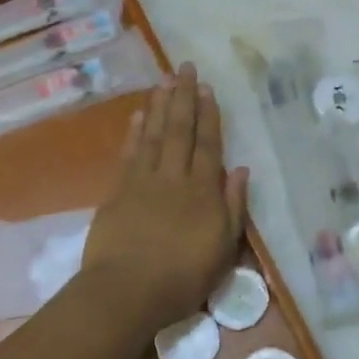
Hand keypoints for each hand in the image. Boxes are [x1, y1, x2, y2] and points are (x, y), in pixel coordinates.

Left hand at [80, 62, 248, 335]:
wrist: (127, 291)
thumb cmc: (182, 277)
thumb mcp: (223, 248)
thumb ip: (232, 207)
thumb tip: (240, 170)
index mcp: (202, 190)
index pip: (208, 144)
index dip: (209, 115)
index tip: (207, 88)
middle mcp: (173, 177)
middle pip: (179, 130)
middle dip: (183, 97)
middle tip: (184, 67)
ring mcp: (142, 181)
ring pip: (153, 134)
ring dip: (158, 106)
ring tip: (163, 80)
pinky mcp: (117, 192)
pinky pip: (128, 153)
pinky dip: (133, 132)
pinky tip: (137, 115)